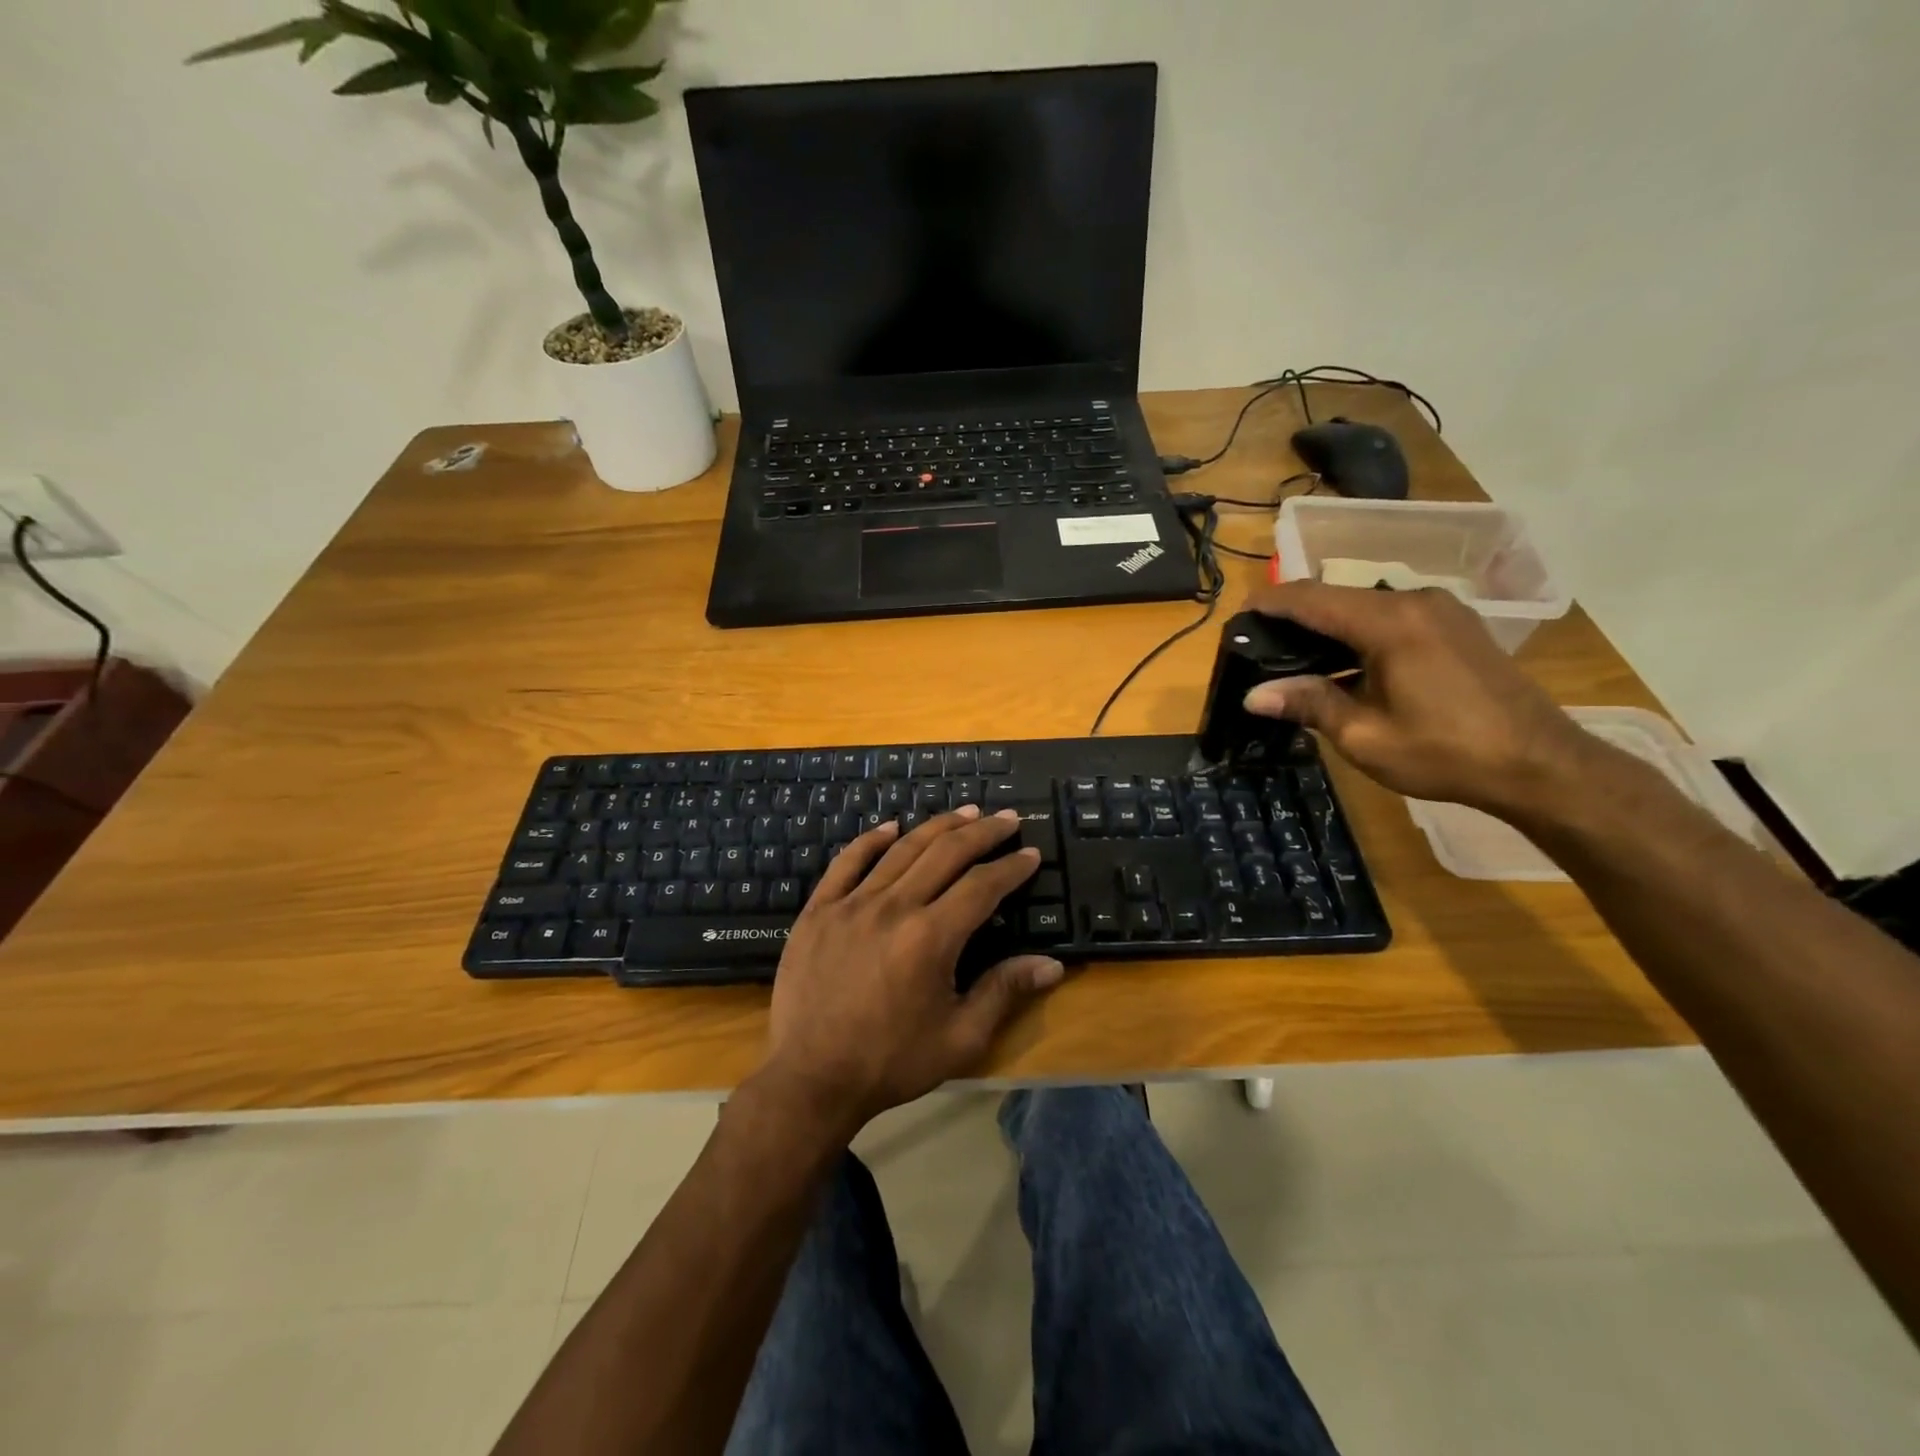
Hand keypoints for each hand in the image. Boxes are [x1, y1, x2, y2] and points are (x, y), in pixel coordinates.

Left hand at [757, 806, 1065, 1135]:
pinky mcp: (819, 910)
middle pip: (945, 854)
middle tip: (1006, 819)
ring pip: (901, 850)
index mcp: (930, 937)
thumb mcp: (960, 1038)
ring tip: (964, 812)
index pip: (981, 886)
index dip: (1010, 867)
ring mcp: (851, 904)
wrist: (811, 1079)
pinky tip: (890, 826)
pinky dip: (871, 840)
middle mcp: (893, 907)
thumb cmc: (891, 1062)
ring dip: (937, 827)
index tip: (1030, 853)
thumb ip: (1004, 992)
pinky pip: (847, 862)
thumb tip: (1052, 964)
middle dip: (982, 832)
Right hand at [1243, 582, 1595, 818]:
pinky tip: (1345, 663)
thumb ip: (1308, 704)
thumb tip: (1253, 695)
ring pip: (1365, 607)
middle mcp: (1414, 602)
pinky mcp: (1456, 626)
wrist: (1541, 765)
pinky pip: (1391, 618)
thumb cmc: (1445, 752)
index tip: (1238, 615)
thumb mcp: (1365, 735)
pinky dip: (1359, 633)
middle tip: (1260, 644)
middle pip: (1337, 597)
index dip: (1270, 603)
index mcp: (1388, 623)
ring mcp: (1441, 611)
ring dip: (1328, 626)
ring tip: (1295, 657)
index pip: (1311, 599)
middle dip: (1295, 616)